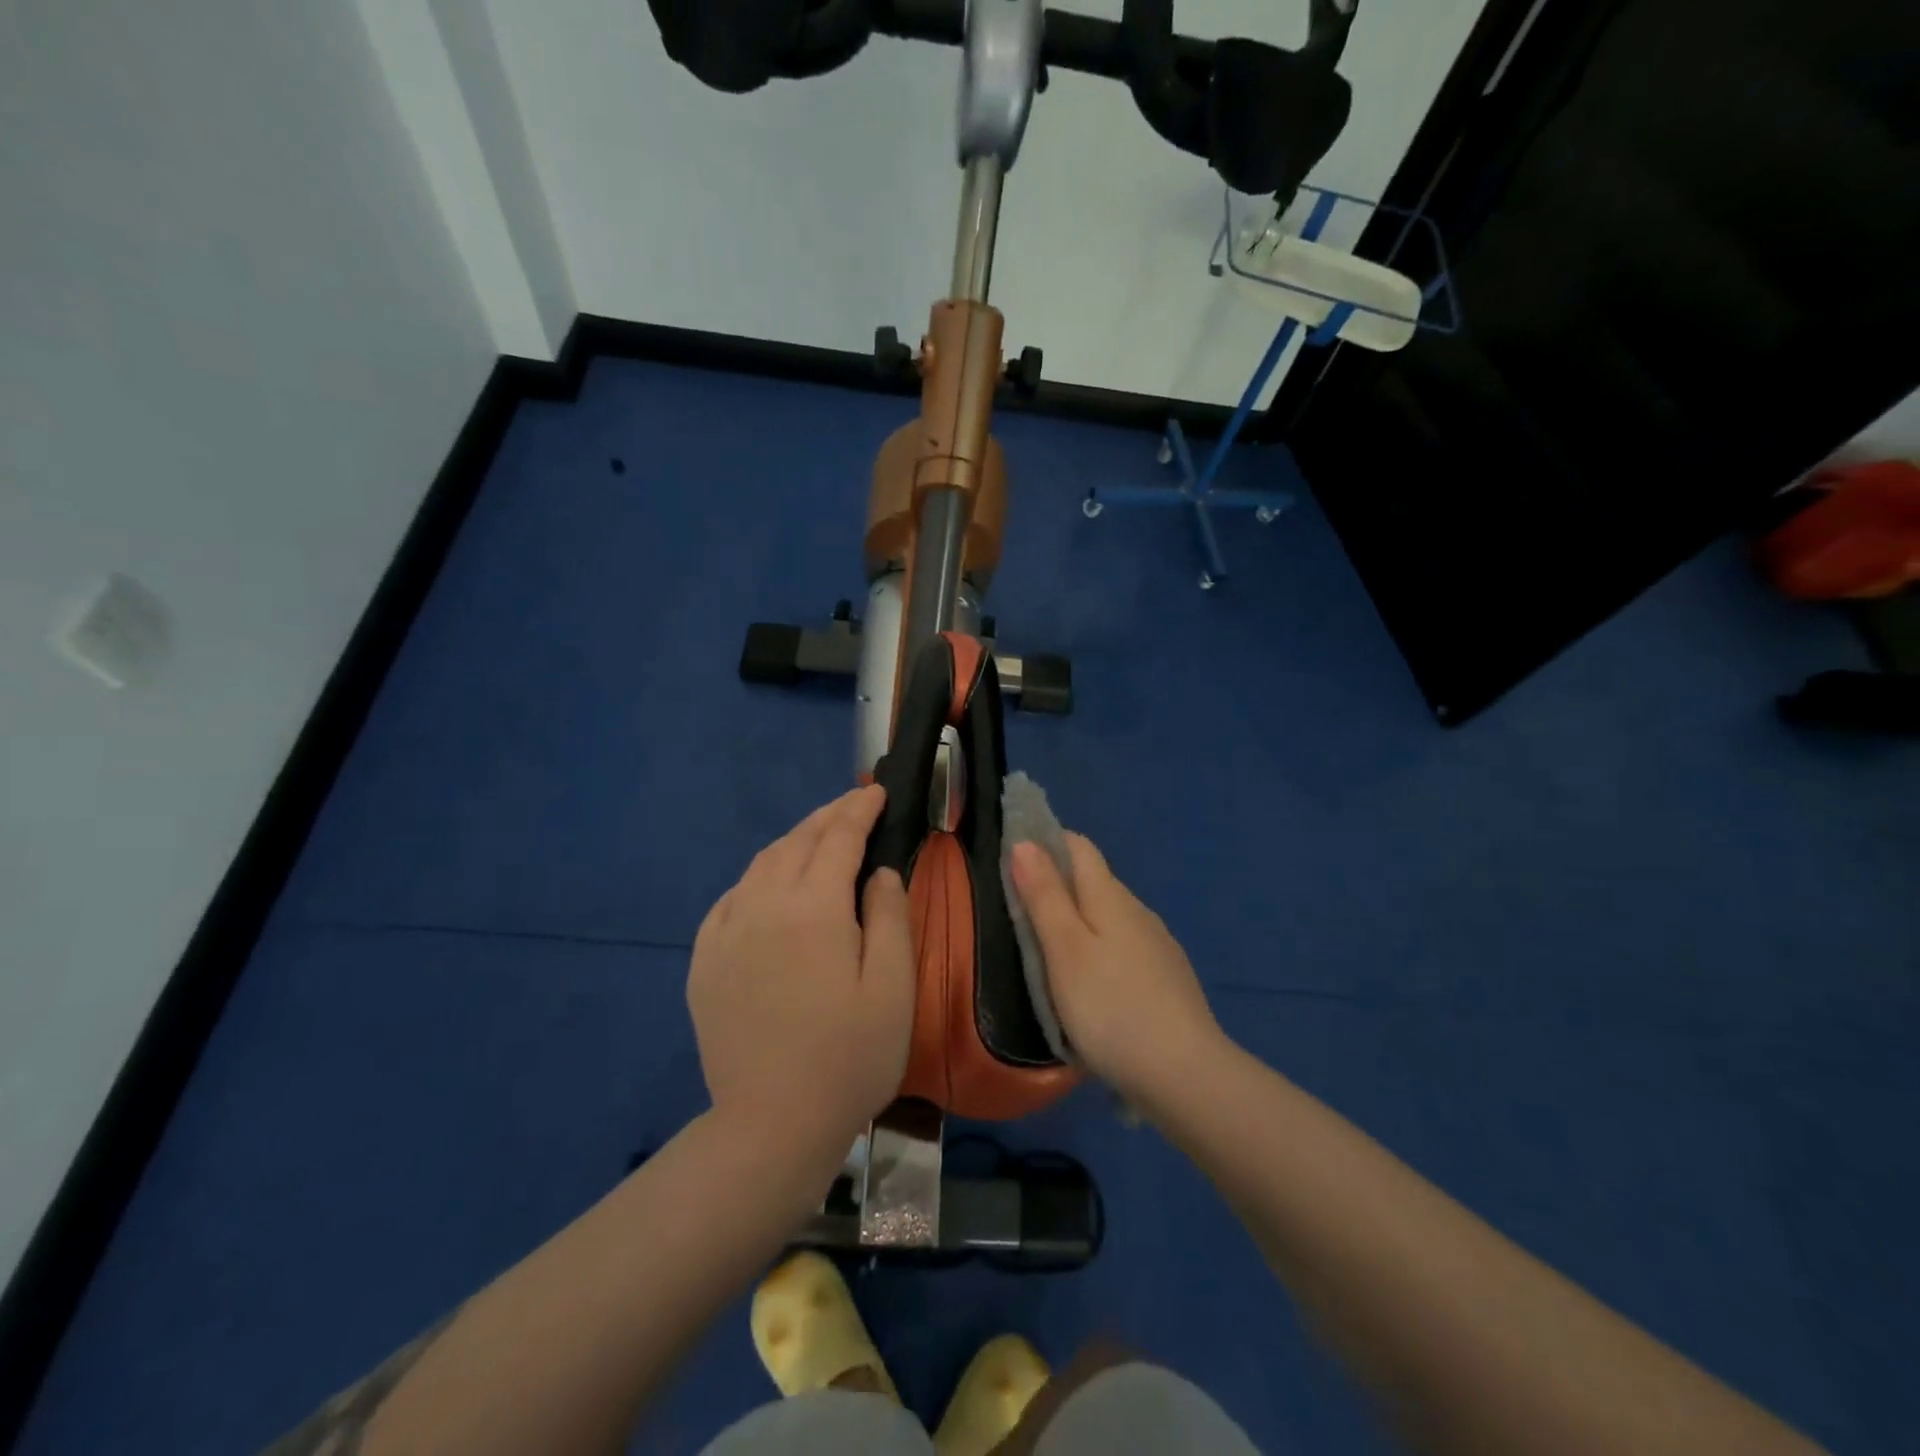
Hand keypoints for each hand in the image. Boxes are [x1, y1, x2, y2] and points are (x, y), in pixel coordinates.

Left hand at [688, 786, 914, 1164]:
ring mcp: (726, 933)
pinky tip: (769, 884)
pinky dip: (757, 876)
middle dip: (828, 816)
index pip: (838, 838)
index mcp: (813, 908)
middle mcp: (762, 906)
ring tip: (818, 836)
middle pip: (796, 842)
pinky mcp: (705, 961)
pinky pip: (731, 898)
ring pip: (761, 864)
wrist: (771, 1125)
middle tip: (854, 804)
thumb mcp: (892, 987)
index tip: (876, 791)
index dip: (859, 810)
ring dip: (793, 841)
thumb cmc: (849, 1058)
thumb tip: (877, 871)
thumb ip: (888, 916)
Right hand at [1009, 834, 1222, 1104]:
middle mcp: (1138, 911)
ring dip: (1078, 920)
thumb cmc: (1111, 1007)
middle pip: (1093, 880)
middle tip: (1018, 908)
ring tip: (1046, 948)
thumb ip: (1045, 895)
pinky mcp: (1166, 979)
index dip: (1046, 841)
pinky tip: (1089, 982)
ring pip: (1109, 916)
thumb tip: (1025, 843)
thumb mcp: (1065, 950)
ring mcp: (1157, 946)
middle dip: (1057, 883)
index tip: (1012, 855)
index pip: (1079, 846)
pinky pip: (1123, 948)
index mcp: (1111, 896)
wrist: (1185, 1075)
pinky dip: (1099, 950)